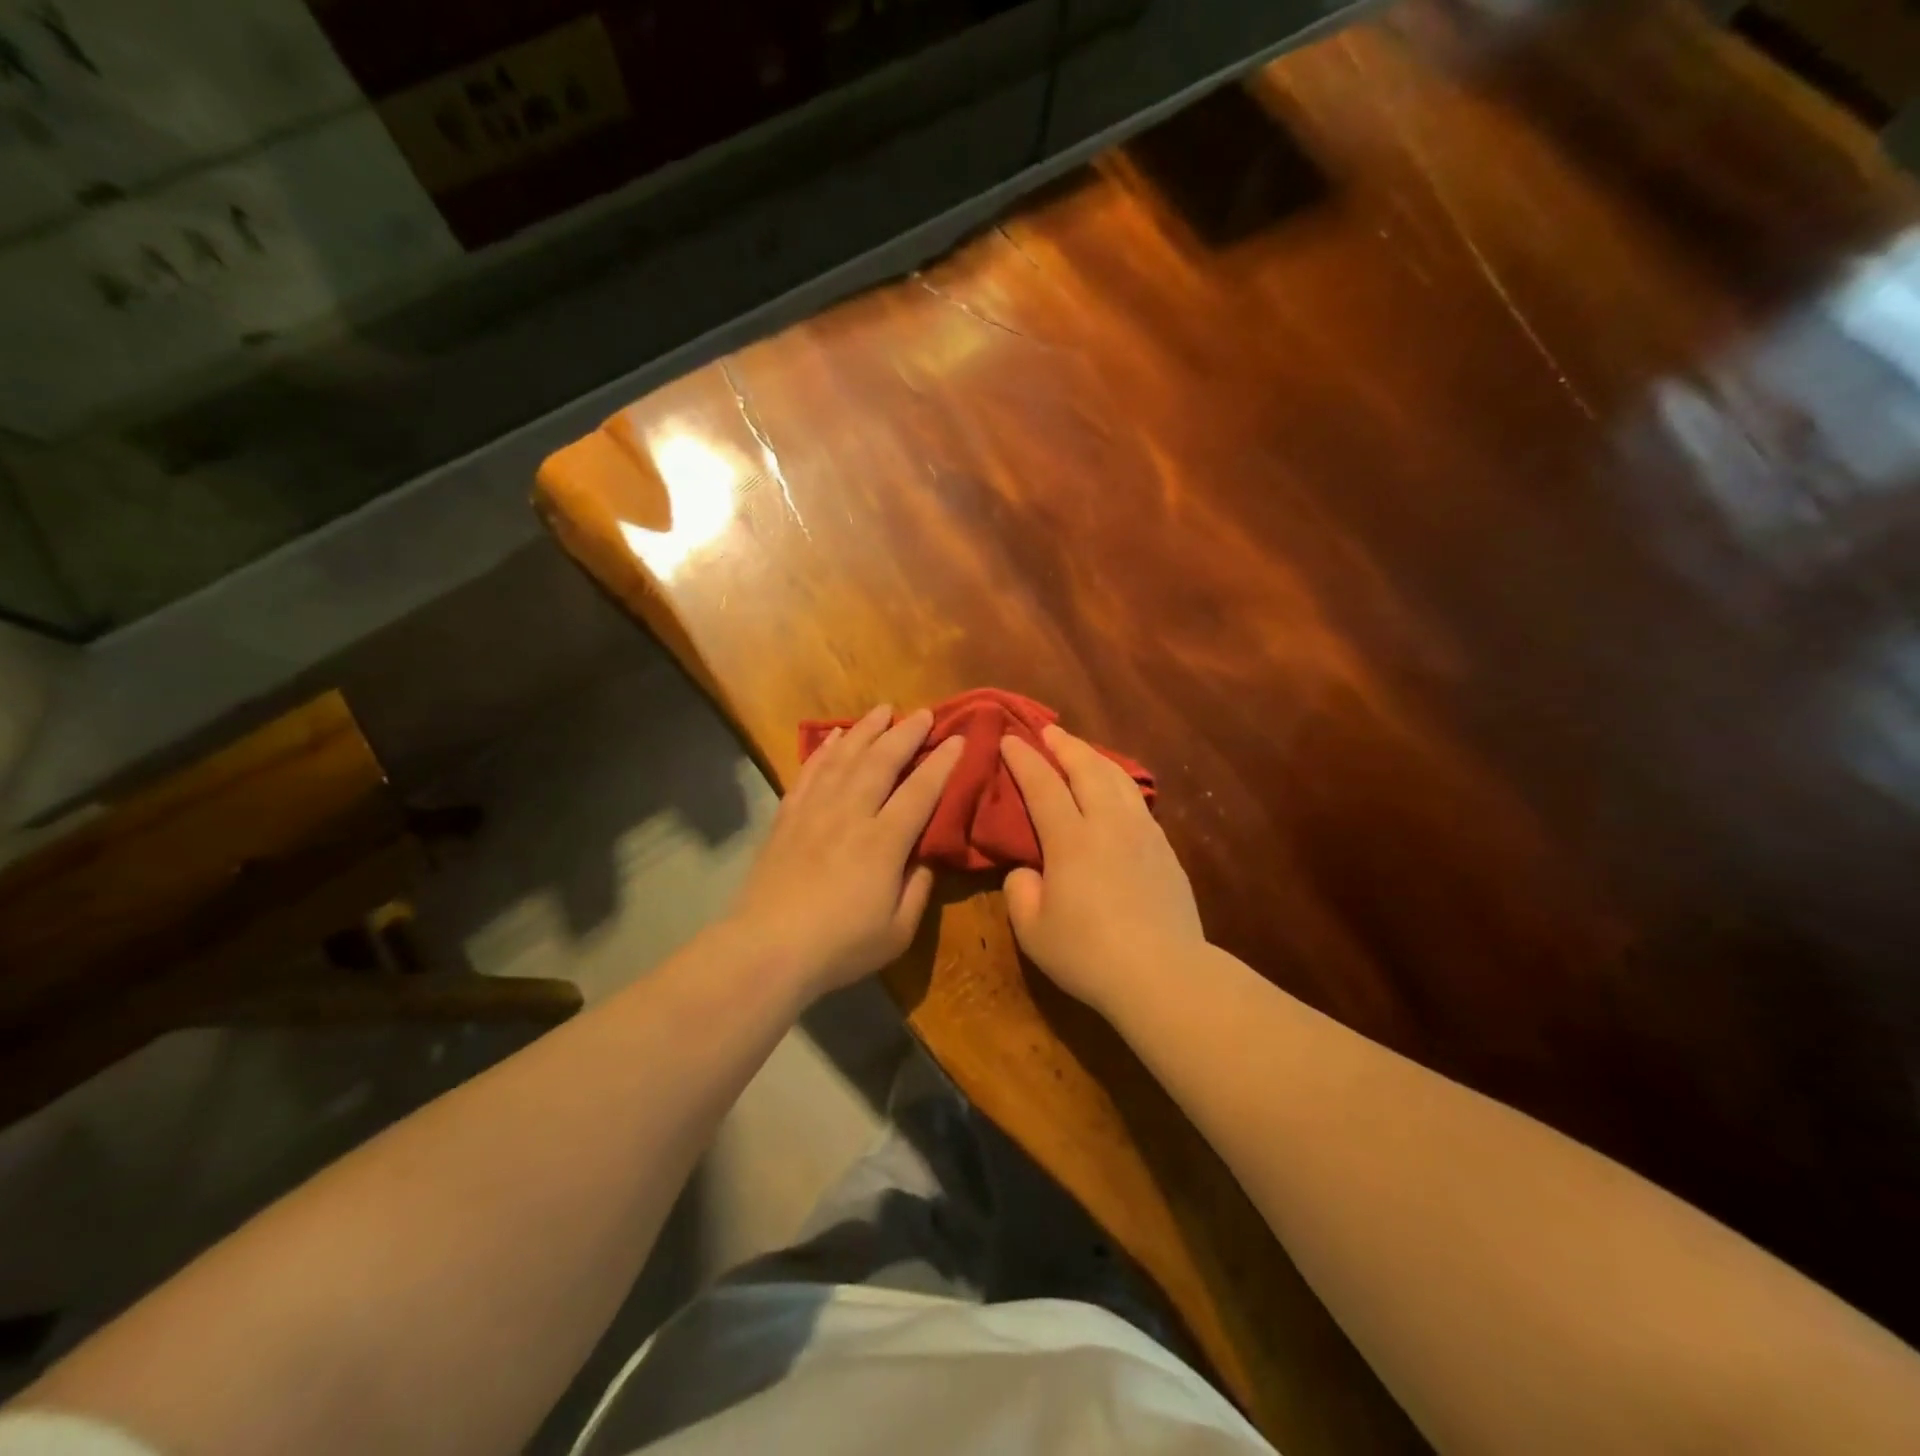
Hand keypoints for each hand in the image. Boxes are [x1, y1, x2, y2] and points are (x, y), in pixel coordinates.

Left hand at [723, 704, 962, 1000]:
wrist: (767, 949)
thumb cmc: (840, 946)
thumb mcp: (897, 931)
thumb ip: (918, 889)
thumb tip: (926, 858)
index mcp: (883, 842)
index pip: (920, 791)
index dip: (942, 762)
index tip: (958, 738)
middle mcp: (850, 814)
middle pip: (881, 762)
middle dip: (905, 733)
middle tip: (923, 712)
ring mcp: (815, 811)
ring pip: (844, 758)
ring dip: (865, 730)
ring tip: (882, 710)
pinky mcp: (787, 817)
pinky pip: (809, 772)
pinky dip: (823, 750)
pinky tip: (833, 737)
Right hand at [1000, 727, 1204, 1015]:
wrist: (1163, 974)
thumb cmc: (1088, 953)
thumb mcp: (1033, 930)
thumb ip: (1020, 891)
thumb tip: (1027, 871)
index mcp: (1070, 839)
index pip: (1042, 785)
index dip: (1024, 760)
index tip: (1009, 739)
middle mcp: (1108, 824)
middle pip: (1086, 768)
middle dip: (1064, 745)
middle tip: (1047, 730)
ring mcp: (1142, 833)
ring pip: (1118, 779)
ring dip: (1095, 758)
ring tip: (1081, 751)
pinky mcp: (1165, 850)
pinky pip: (1137, 801)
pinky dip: (1120, 783)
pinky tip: (1116, 791)